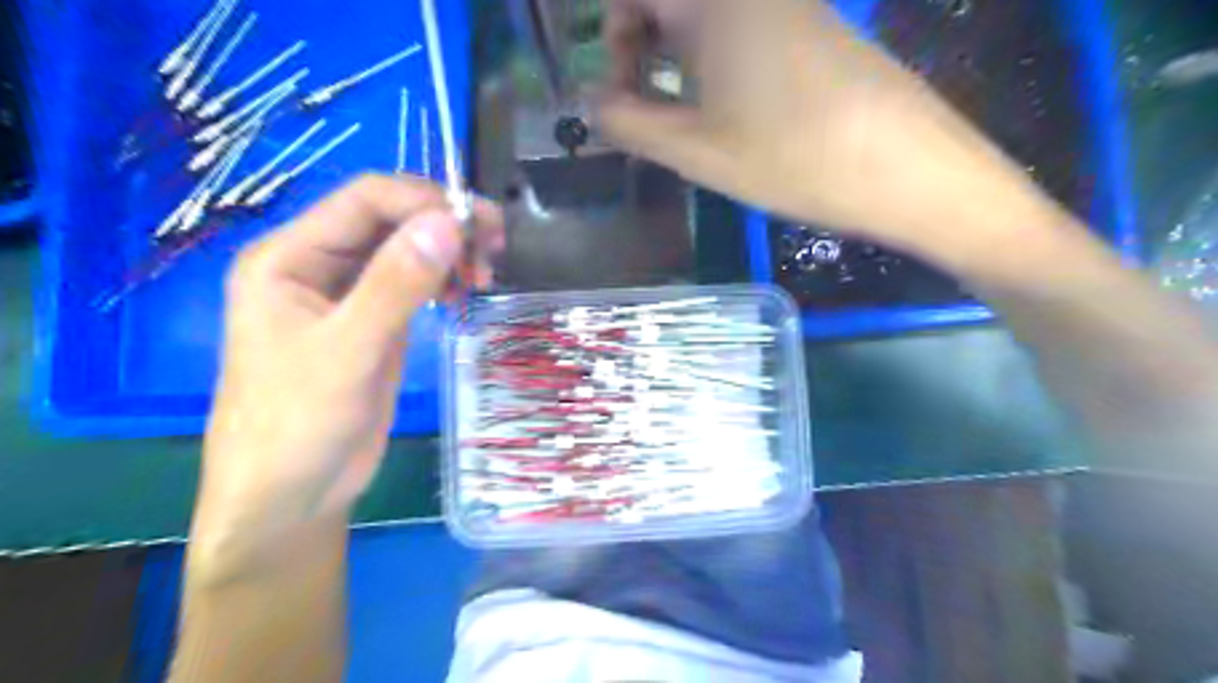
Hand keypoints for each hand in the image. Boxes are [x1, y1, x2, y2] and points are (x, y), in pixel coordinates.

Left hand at [193, 172, 504, 574]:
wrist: (291, 495)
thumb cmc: (300, 424)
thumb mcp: (349, 351)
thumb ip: (395, 284)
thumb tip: (448, 222)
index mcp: (290, 256)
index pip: (366, 199)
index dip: (425, 201)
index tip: (479, 227)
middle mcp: (317, 264)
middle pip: (389, 219)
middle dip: (444, 226)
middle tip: (494, 251)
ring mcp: (347, 294)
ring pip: (406, 249)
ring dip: (448, 253)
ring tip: (483, 278)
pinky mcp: (372, 322)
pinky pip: (413, 283)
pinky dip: (443, 281)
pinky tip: (463, 296)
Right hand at [599, 0, 1046, 258]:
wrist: (906, 167)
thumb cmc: (791, 158)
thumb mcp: (696, 151)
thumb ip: (629, 124)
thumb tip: (589, 104)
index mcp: (713, 1)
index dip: (613, 38)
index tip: (620, 94)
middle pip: (669, 3)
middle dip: (641, 49)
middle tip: (645, 109)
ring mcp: (787, 3)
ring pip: (705, 19)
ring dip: (677, 61)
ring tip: (683, 121)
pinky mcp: (812, 26)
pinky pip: (741, 29)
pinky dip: (714, 63)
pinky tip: (727, 113)